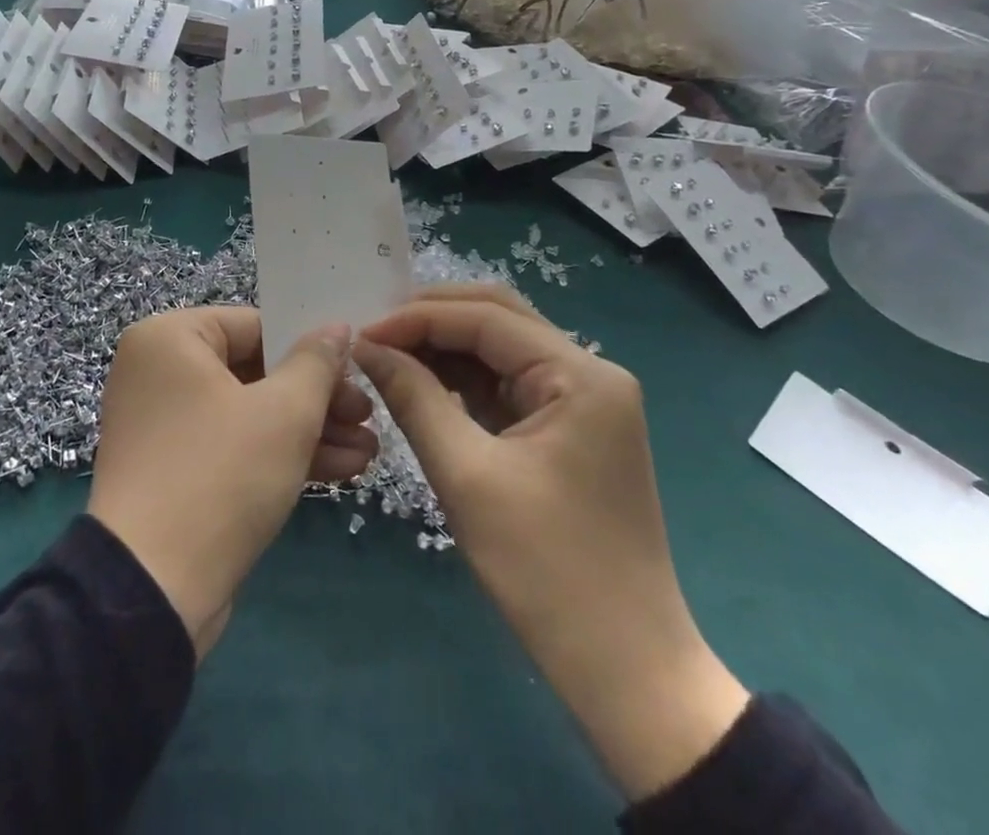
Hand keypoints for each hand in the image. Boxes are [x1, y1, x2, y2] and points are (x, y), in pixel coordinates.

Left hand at [89, 308, 377, 659]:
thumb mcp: (283, 413)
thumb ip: (316, 363)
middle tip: (367, 415)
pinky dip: (279, 453)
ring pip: (249, 411)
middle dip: (317, 397)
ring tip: (368, 450)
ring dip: (308, 430)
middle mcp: (159, 371)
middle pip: (254, 370)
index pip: (255, 325)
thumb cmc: (220, 475)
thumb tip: (337, 327)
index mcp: (169, 338)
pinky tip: (342, 470)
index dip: (311, 347)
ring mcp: (163, 423)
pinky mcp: (174, 469)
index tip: (357, 370)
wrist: (152, 591)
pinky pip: (233, 444)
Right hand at [355, 285, 748, 801]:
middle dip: (432, 319)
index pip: (486, 318)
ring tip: (389, 356)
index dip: (417, 318)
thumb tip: (366, 346)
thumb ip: (414, 397)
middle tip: (374, 336)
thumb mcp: (466, 476)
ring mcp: (584, 400)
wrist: (627, 671)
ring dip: (445, 346)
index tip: (361, 335)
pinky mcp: (571, 428)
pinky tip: (424, 383)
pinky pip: (509, 383)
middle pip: (499, 317)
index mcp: (581, 375)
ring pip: (502, 347)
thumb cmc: (546, 571)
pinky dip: (464, 378)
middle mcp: (590, 373)